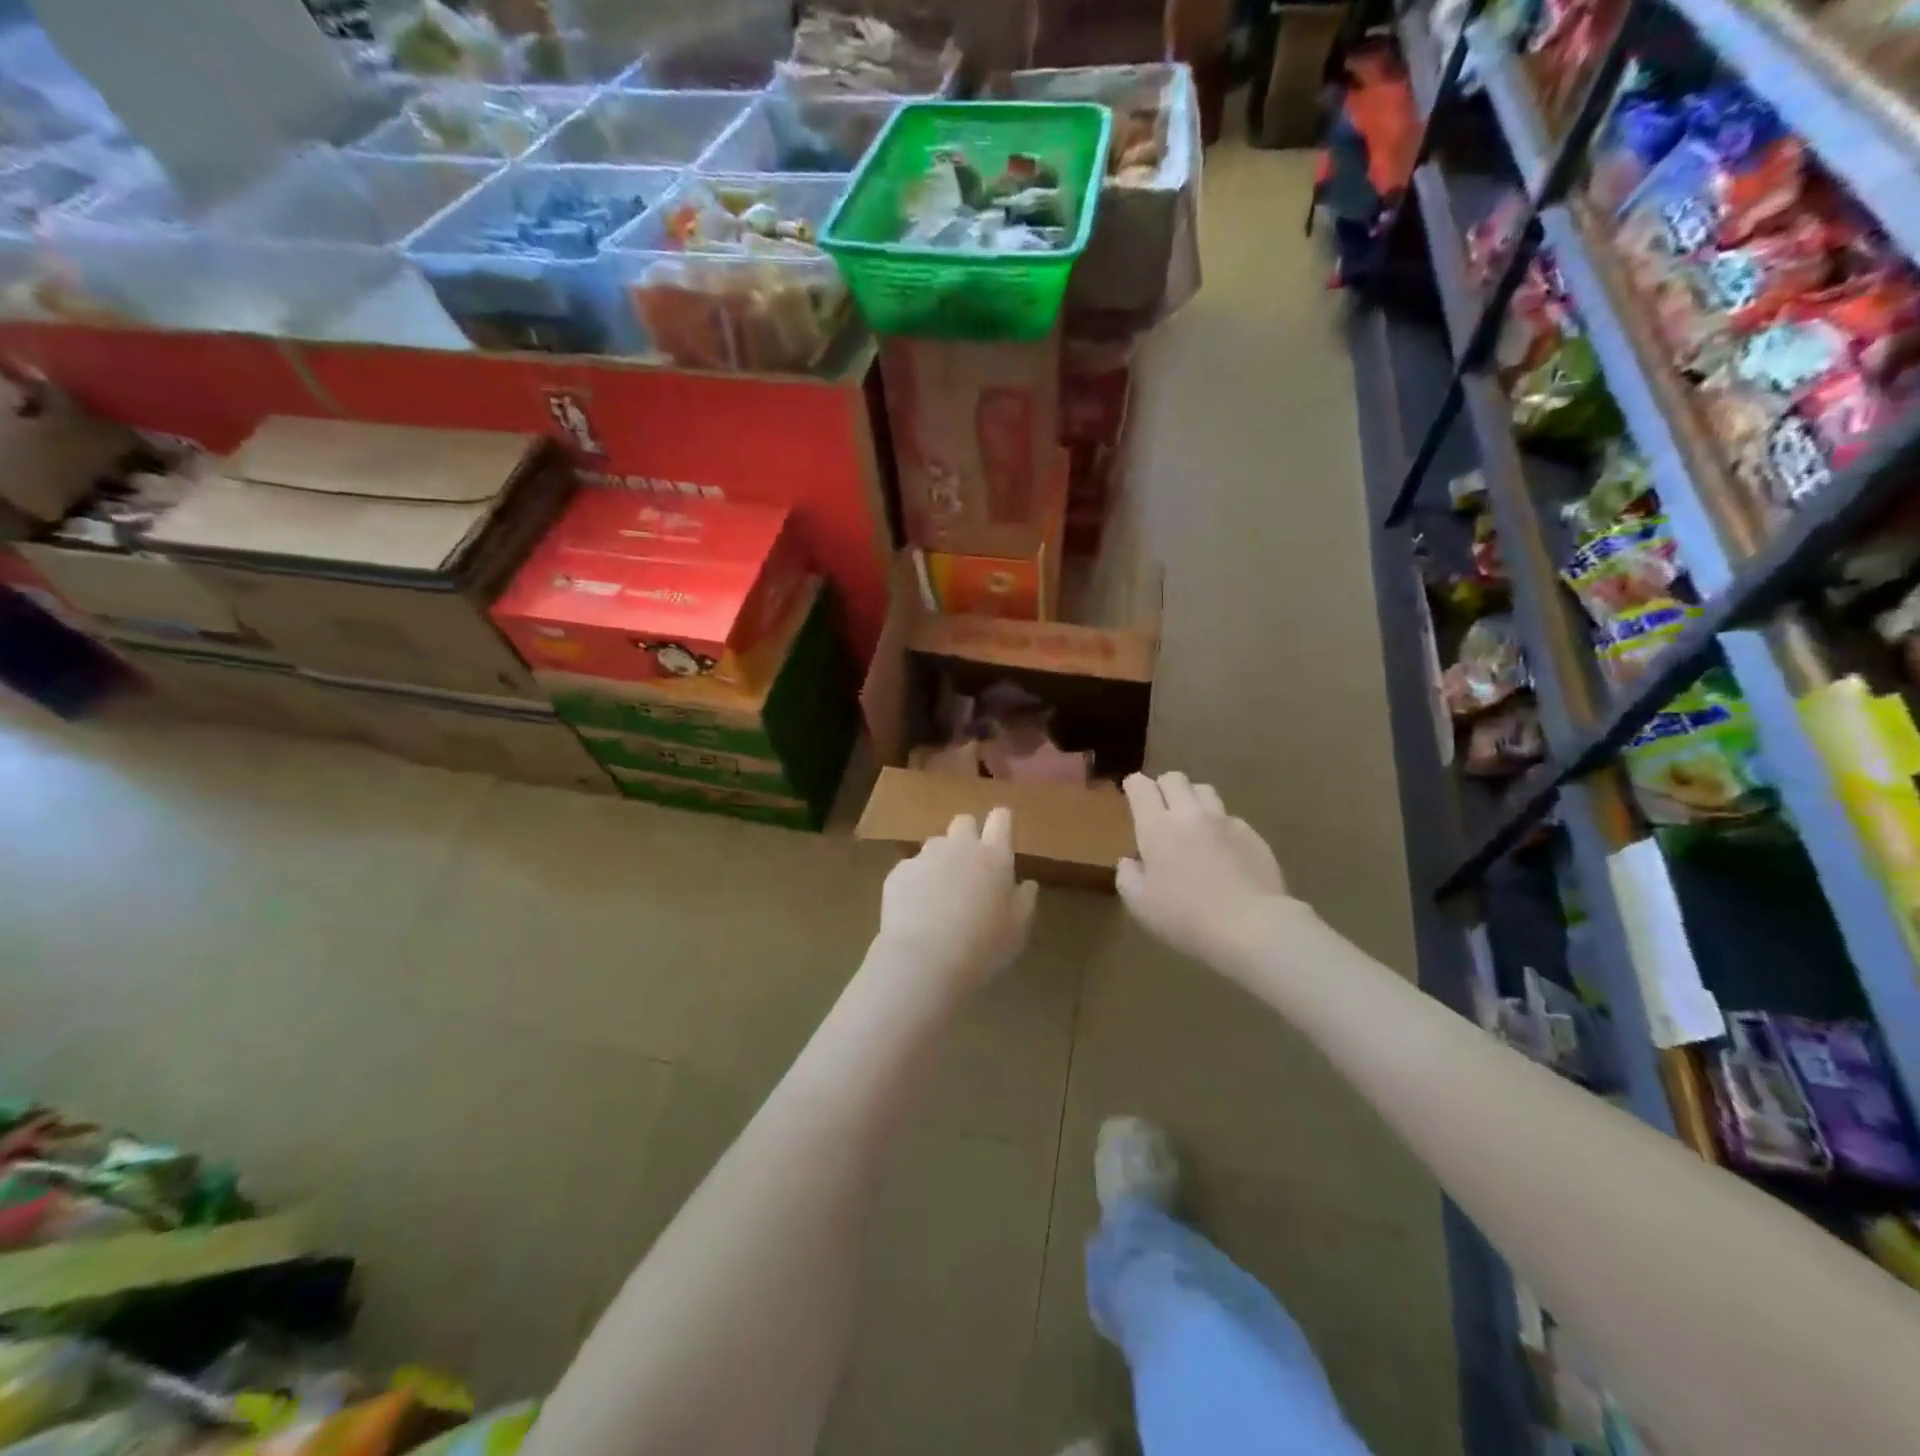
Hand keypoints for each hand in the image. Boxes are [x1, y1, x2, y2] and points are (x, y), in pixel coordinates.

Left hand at [877, 808, 1038, 993]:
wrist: (925, 960)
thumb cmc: (983, 946)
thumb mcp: (1018, 929)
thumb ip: (1024, 900)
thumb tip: (1026, 884)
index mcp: (994, 855)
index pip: (1001, 818)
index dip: (1001, 822)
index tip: (1001, 835)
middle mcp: (959, 846)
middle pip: (964, 821)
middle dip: (968, 835)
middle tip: (970, 867)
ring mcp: (925, 856)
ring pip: (935, 845)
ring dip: (941, 860)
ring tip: (940, 894)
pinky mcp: (898, 872)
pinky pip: (911, 869)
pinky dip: (916, 882)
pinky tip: (916, 910)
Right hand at [1117, 772, 1294, 973]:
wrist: (1251, 927)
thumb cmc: (1185, 917)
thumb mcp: (1140, 905)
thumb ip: (1127, 877)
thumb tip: (1130, 862)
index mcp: (1157, 827)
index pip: (1141, 787)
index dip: (1134, 785)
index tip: (1131, 792)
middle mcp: (1190, 815)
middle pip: (1175, 778)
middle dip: (1163, 786)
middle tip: (1161, 808)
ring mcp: (1225, 822)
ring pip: (1205, 791)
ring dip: (1193, 800)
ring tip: (1192, 823)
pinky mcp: (1252, 836)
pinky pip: (1231, 819)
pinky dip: (1220, 827)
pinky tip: (1223, 851)